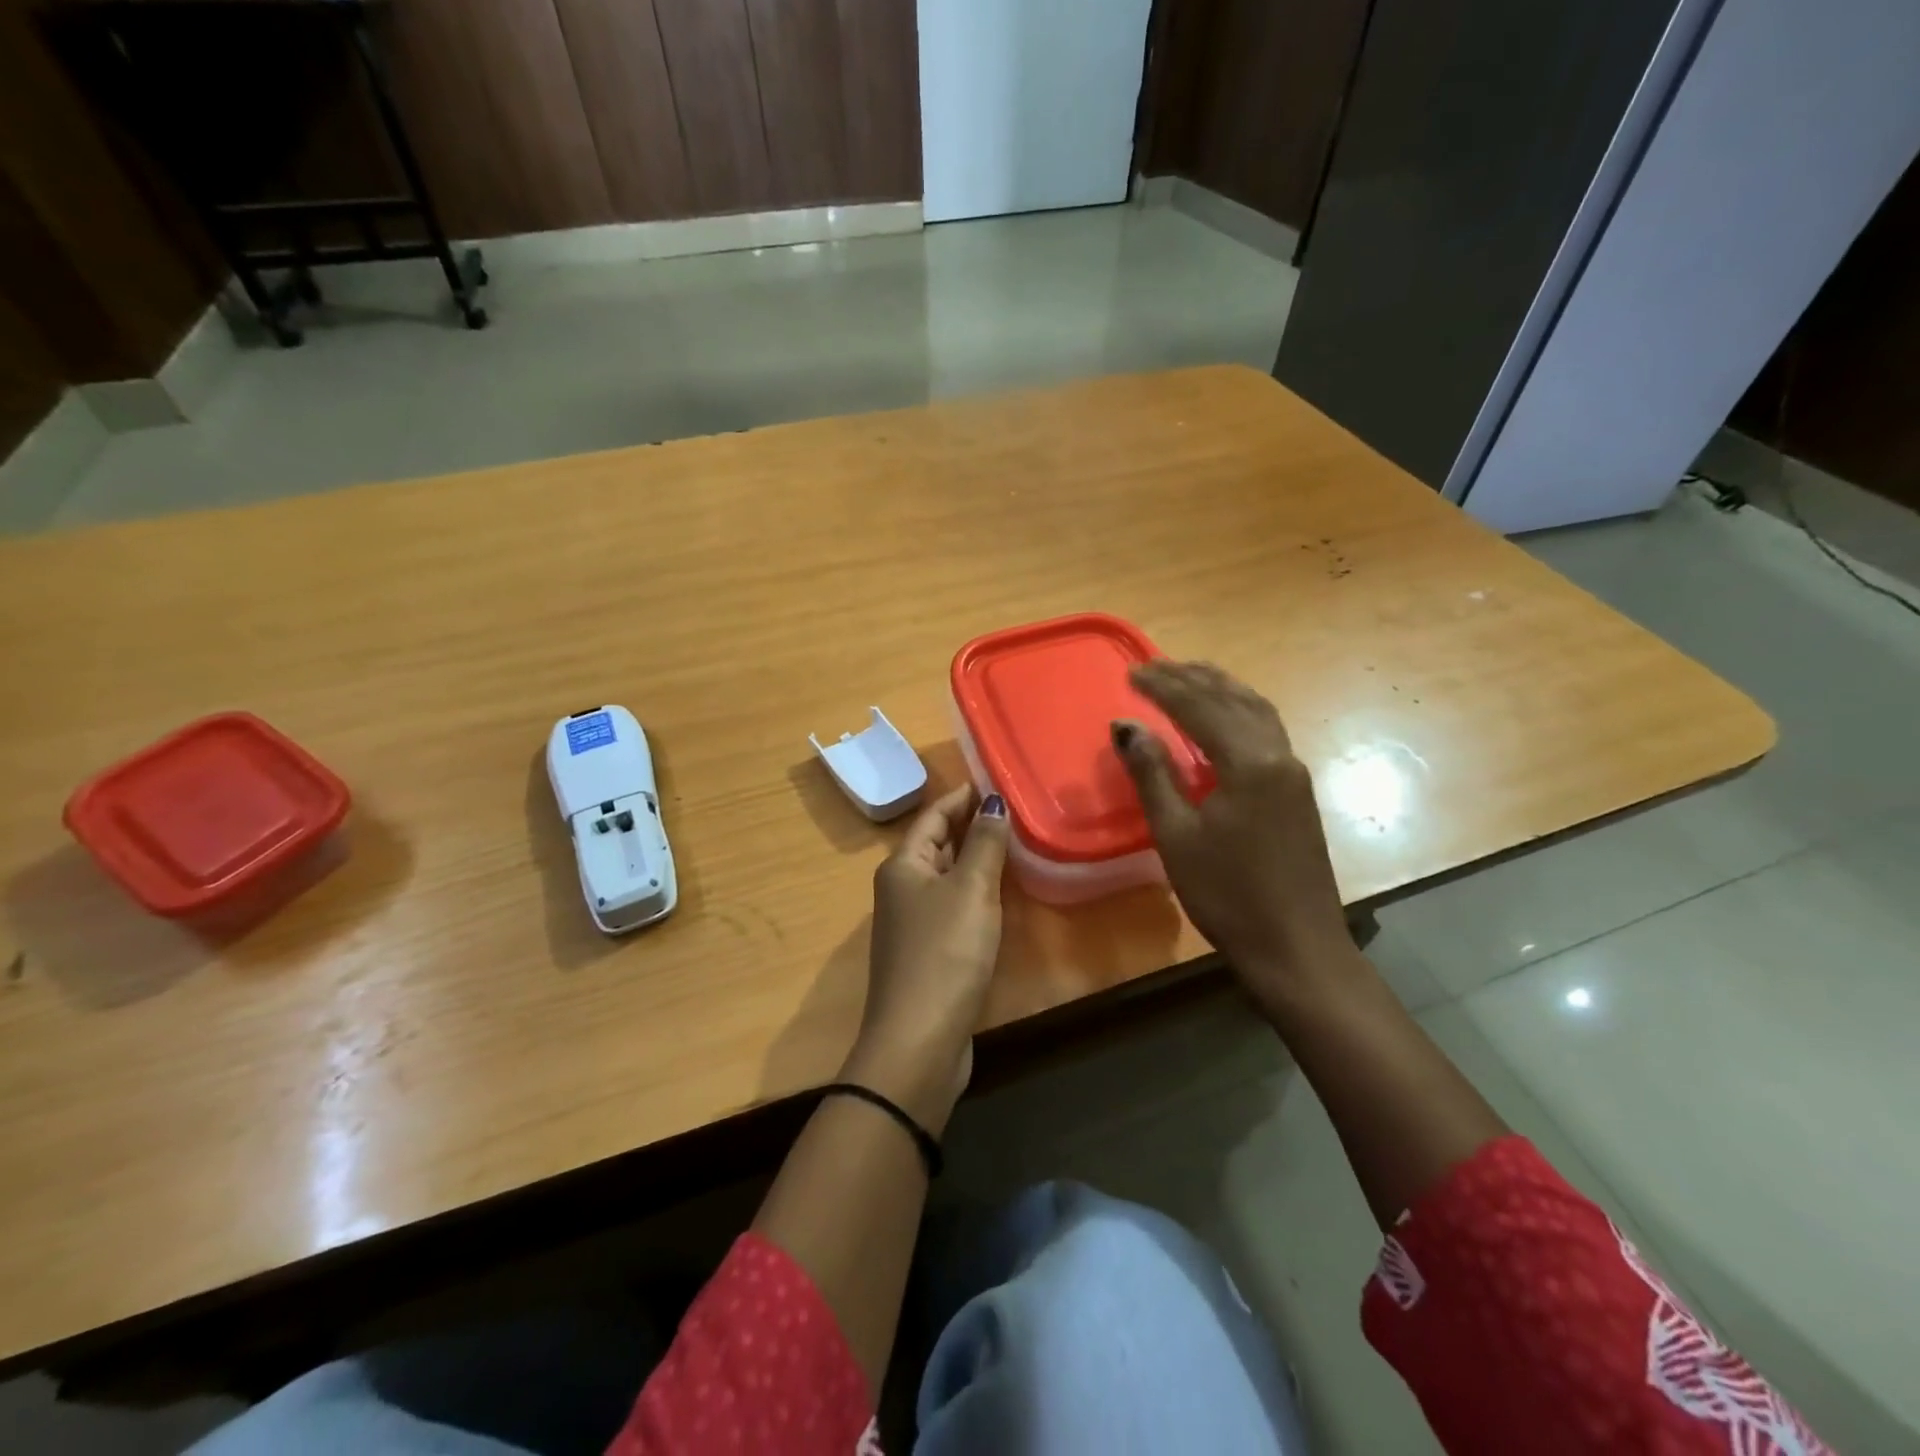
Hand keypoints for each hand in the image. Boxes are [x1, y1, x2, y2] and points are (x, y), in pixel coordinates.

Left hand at [844, 784, 1010, 1131]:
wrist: (919, 1040)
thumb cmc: (944, 954)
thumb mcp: (970, 891)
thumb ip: (984, 845)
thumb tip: (993, 802)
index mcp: (903, 865)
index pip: (933, 816)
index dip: (961, 797)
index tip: (992, 780)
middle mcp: (902, 888)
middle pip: (935, 844)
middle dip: (969, 824)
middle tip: (1011, 807)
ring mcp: (913, 922)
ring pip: (945, 875)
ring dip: (973, 857)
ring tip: (1012, 841)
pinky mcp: (929, 952)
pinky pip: (953, 905)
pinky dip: (974, 890)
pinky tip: (999, 892)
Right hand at [1113, 661, 1357, 1012]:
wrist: (1295, 947)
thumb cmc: (1227, 894)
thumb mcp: (1176, 835)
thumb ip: (1152, 774)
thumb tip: (1127, 726)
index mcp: (1249, 763)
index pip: (1201, 708)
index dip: (1164, 687)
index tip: (1131, 673)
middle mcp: (1278, 755)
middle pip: (1233, 700)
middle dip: (1192, 679)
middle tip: (1154, 666)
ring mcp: (1294, 772)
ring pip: (1256, 711)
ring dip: (1220, 689)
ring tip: (1189, 675)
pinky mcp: (1297, 791)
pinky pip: (1266, 731)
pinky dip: (1239, 711)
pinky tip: (1224, 718)